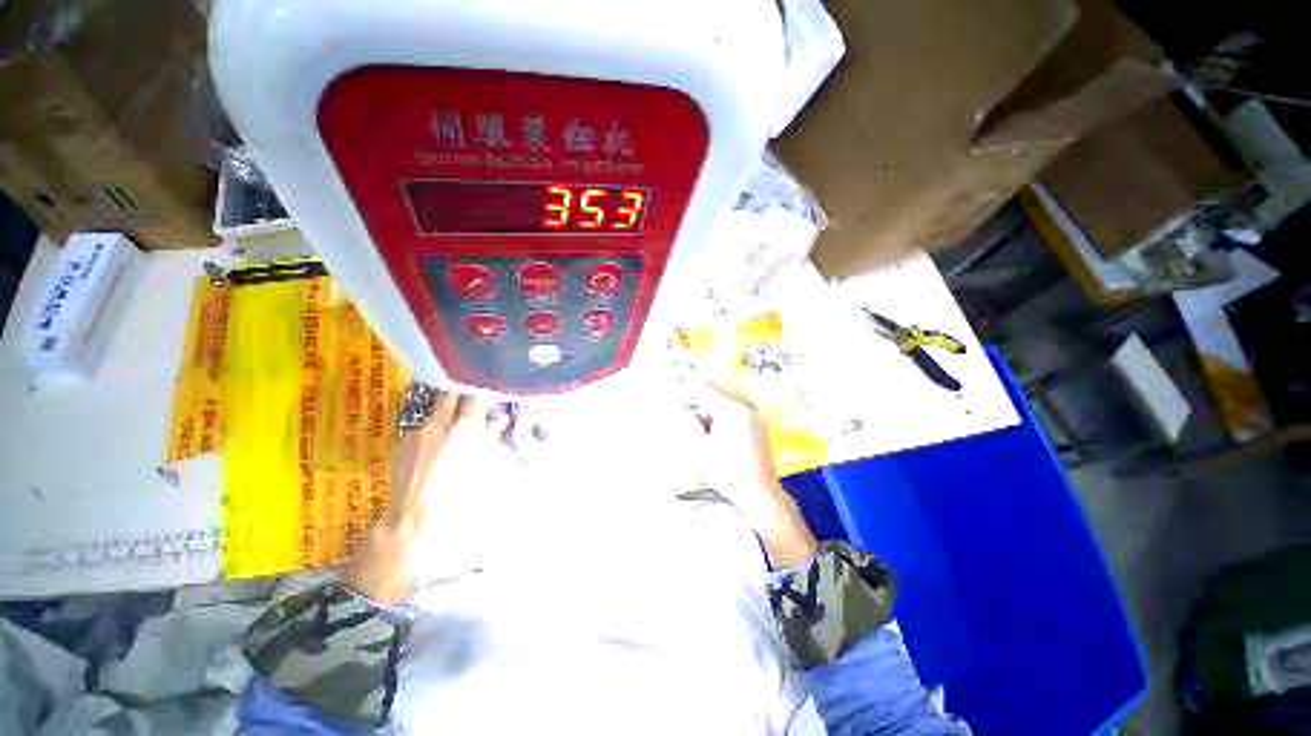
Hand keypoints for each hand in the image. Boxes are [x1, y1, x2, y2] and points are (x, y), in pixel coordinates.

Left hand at [341, 393, 509, 603]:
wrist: (416, 520)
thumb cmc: (460, 495)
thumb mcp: (484, 463)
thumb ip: (491, 436)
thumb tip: (499, 419)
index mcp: (464, 428)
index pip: (476, 396)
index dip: (484, 390)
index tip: (491, 391)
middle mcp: (439, 423)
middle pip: (450, 394)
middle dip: (462, 393)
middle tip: (473, 397)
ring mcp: (417, 432)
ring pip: (436, 410)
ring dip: (448, 411)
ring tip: (457, 421)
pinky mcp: (403, 443)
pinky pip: (423, 427)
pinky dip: (434, 428)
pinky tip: (438, 443)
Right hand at [690, 385, 818, 567]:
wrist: (759, 496)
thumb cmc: (731, 475)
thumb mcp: (700, 447)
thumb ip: (688, 421)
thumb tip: (679, 406)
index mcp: (733, 410)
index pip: (704, 388)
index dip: (686, 391)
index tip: (674, 396)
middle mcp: (746, 408)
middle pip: (713, 397)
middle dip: (697, 407)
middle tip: (686, 423)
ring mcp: (753, 417)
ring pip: (722, 407)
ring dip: (708, 416)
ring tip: (704, 439)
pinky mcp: (756, 426)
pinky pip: (732, 416)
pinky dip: (720, 423)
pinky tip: (716, 442)